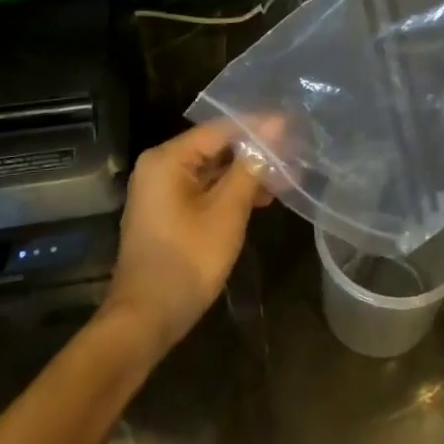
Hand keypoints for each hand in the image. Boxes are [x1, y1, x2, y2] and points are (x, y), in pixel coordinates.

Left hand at [100, 120, 272, 357]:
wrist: (146, 317)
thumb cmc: (188, 260)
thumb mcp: (227, 211)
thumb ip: (251, 167)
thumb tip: (276, 128)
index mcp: (168, 158)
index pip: (221, 128)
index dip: (260, 126)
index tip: (295, 125)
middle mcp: (160, 166)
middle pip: (216, 147)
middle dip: (256, 151)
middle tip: (296, 152)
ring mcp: (161, 190)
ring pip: (212, 169)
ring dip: (247, 173)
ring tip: (288, 176)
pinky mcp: (167, 211)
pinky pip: (204, 188)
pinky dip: (231, 191)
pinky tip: (262, 198)